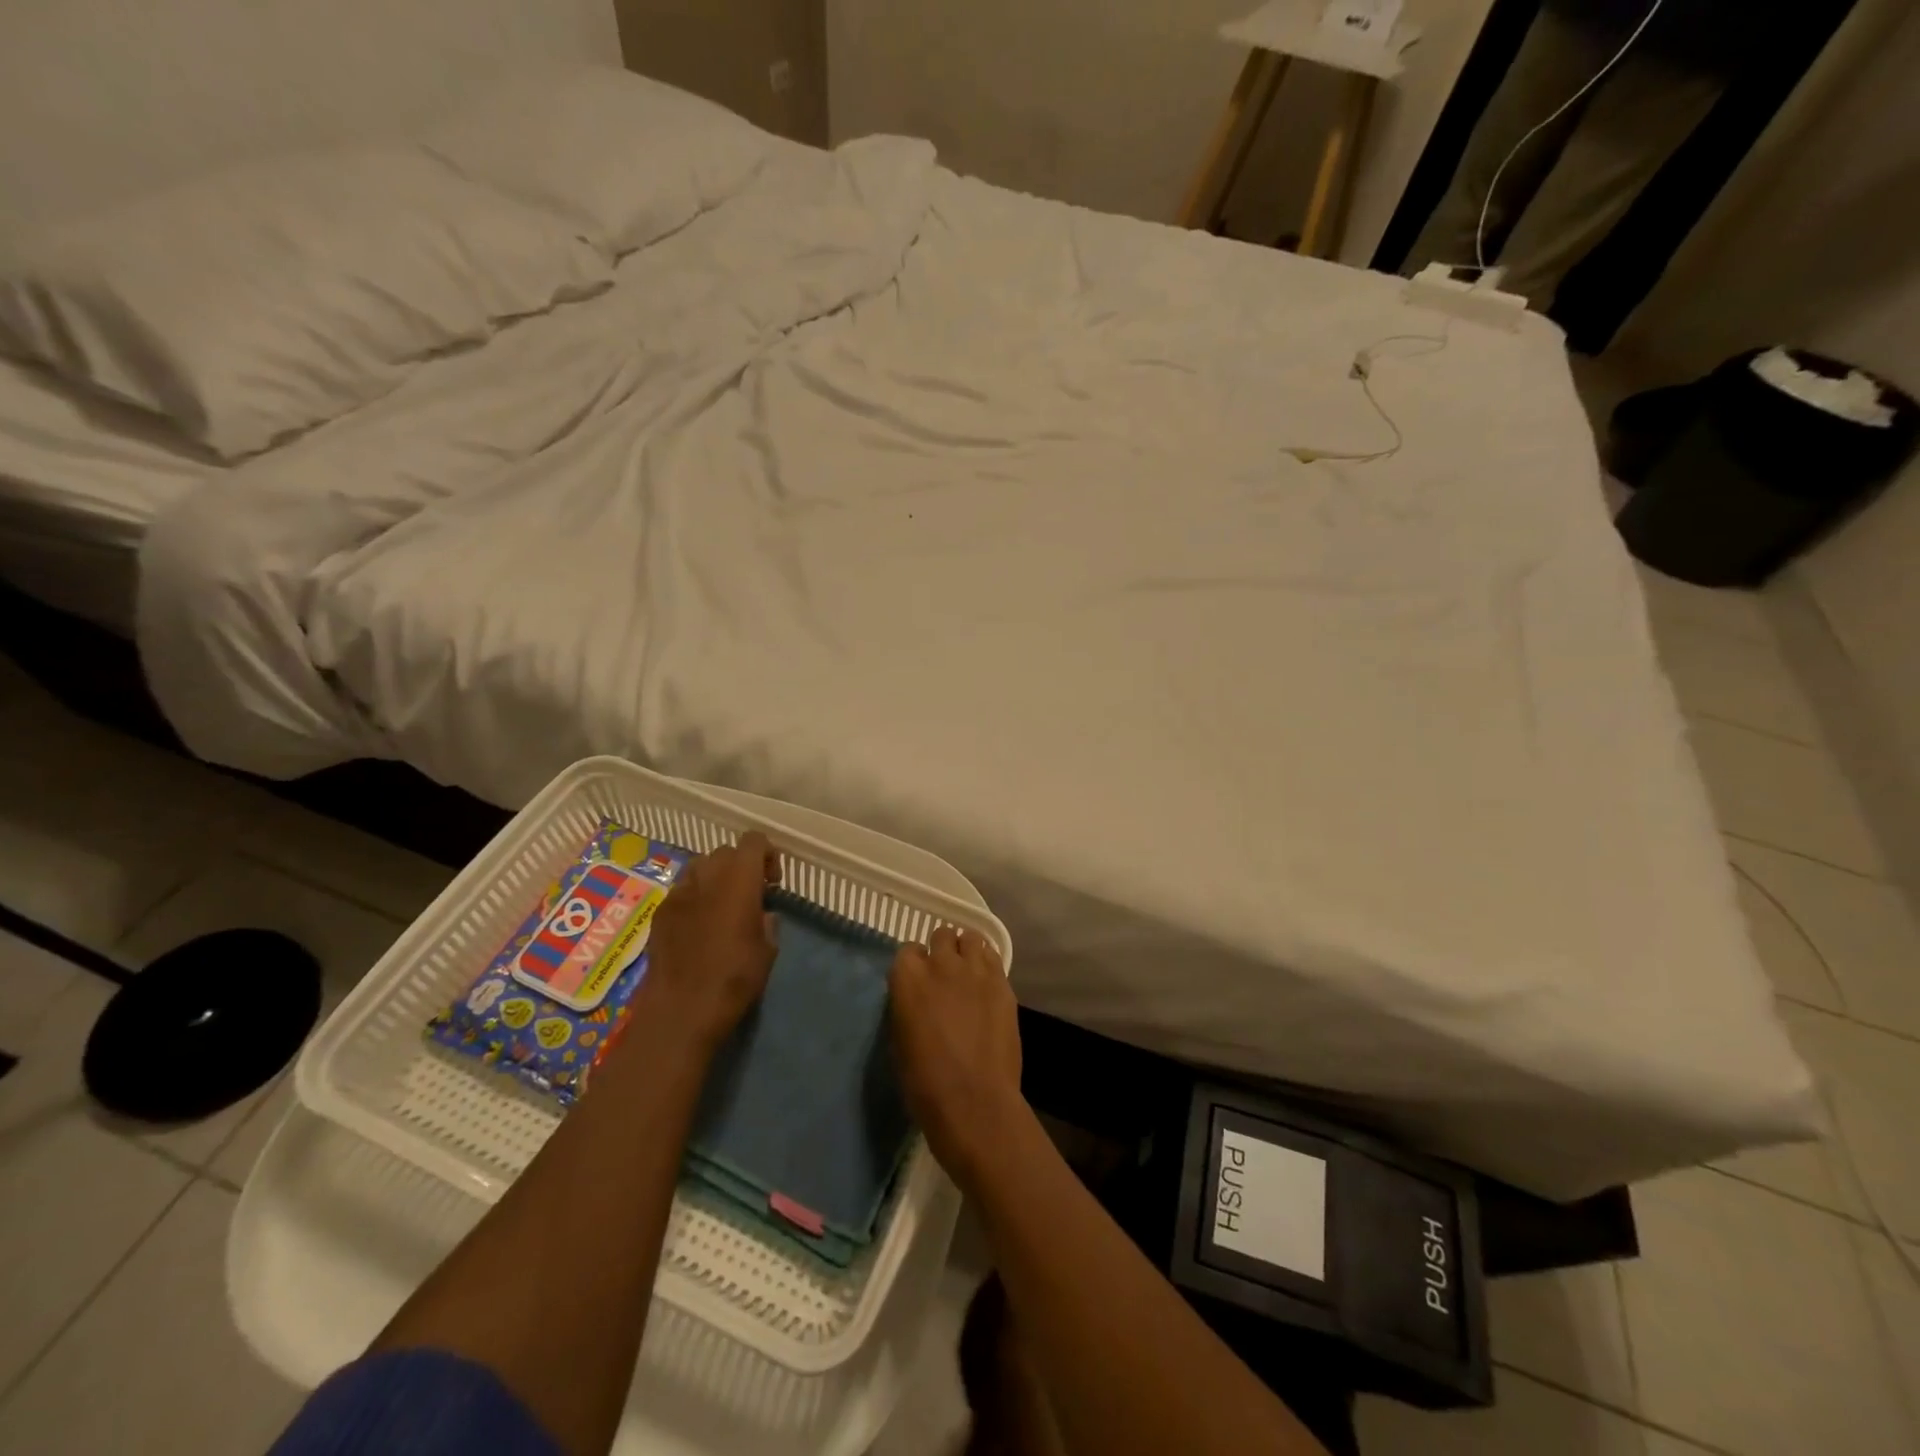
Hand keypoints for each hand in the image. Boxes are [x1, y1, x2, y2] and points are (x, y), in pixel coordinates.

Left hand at [640, 831, 780, 1052]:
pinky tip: (697, 927)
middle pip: (725, 851)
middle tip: (749, 895)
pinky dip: (694, 898)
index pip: (754, 840)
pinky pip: (681, 890)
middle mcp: (707, 876)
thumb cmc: (734, 979)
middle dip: (740, 866)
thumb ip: (767, 922)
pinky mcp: (659, 912)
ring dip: (715, 878)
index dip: (767, 854)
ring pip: (700, 866)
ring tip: (721, 907)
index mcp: (739, 880)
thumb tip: (762, 914)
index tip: (772, 883)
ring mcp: (678, 892)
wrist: (680, 1009)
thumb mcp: (767, 951)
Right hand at [891, 926, 1024, 1189]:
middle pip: (942, 935)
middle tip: (945, 974)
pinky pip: (993, 957)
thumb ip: (907, 1006)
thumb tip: (916, 999)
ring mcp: (975, 970)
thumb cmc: (925, 1082)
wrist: (974, 1101)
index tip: (919, 981)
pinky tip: (986, 984)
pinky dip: (988, 964)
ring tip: (969, 971)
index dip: (915, 965)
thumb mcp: (899, 1039)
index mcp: (907, 978)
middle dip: (942, 950)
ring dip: (967, 950)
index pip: (908, 950)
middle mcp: (941, 964)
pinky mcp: (1002, 983)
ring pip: (971, 938)